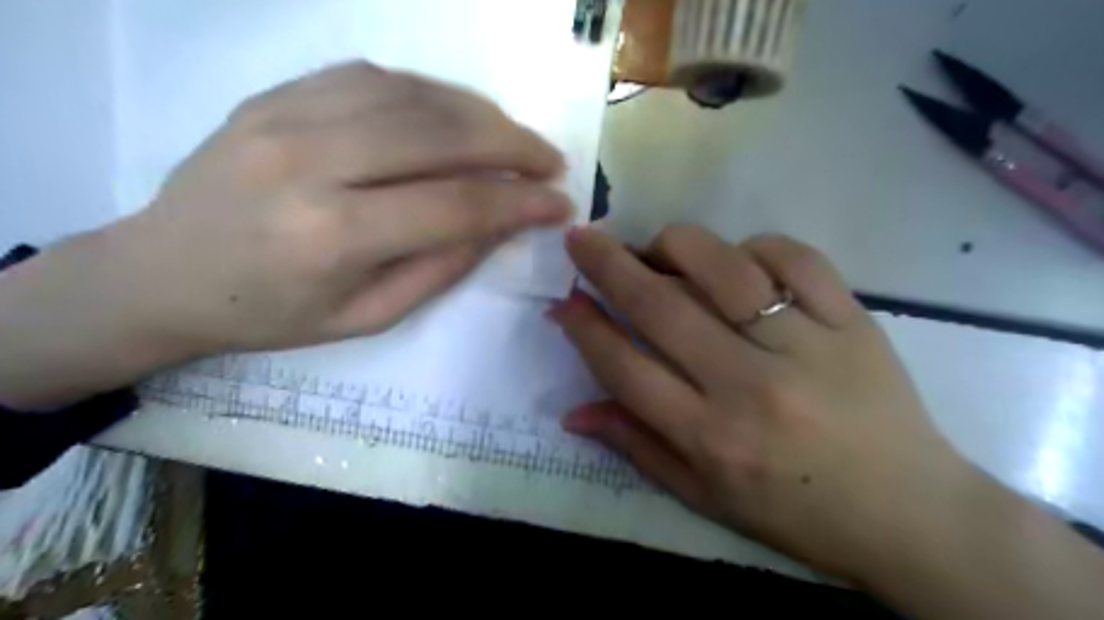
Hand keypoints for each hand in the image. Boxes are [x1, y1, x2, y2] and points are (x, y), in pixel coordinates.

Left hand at [121, 60, 568, 357]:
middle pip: (441, 135)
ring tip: (514, 138)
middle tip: (550, 161)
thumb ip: (440, 268)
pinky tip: (455, 114)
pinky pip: (373, 77)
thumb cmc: (271, 314)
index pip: (456, 205)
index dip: (520, 203)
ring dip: (479, 113)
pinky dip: (430, 92)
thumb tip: (500, 225)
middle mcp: (312, 161)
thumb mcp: (367, 316)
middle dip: (513, 146)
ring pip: (413, 95)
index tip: (560, 205)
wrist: (163, 273)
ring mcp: (287, 115)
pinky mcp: (276, 93)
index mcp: (334, 235)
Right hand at [553, 225, 972, 580]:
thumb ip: (637, 446)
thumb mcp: (705, 497)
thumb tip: (573, 412)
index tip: (563, 300)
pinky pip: (795, 259)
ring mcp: (806, 346)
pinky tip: (738, 259)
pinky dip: (755, 246)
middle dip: (607, 266)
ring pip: (724, 270)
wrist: (910, 513)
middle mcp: (751, 386)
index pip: (626, 368)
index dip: (585, 328)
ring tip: (656, 247)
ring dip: (676, 246)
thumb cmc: (796, 510)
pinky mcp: (853, 320)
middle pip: (661, 308)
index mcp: (712, 437)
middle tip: (581, 238)